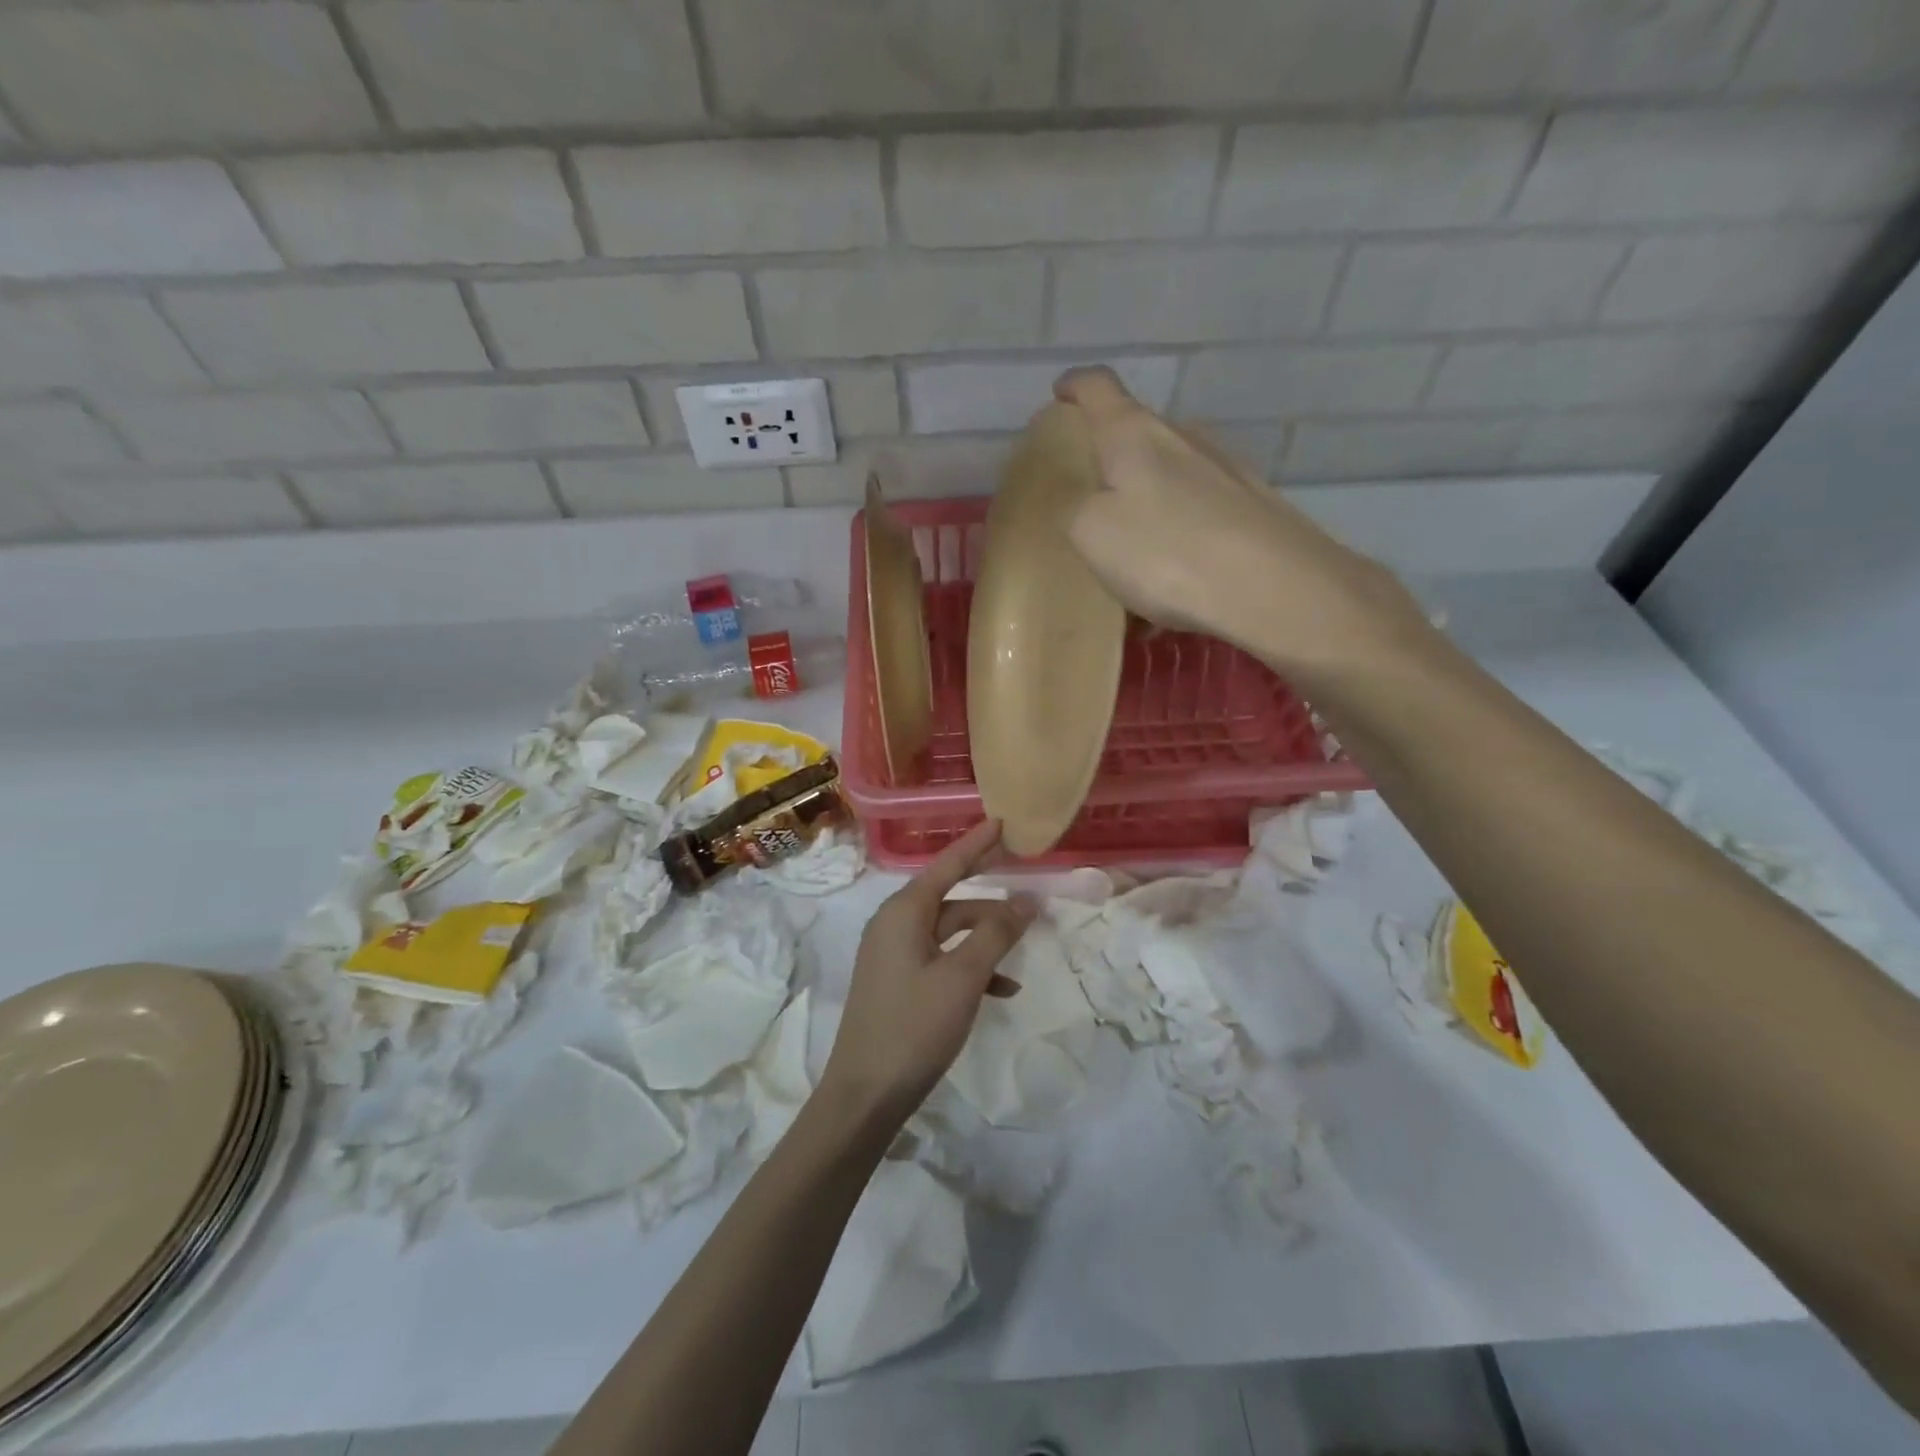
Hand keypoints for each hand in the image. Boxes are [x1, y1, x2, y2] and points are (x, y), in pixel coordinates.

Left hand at [819, 820, 1035, 1130]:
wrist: (866, 1094)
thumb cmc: (914, 1026)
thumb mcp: (963, 977)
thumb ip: (996, 933)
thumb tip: (1025, 900)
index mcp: (903, 912)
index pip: (947, 865)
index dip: (976, 843)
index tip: (1001, 821)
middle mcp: (894, 924)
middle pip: (950, 897)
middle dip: (989, 897)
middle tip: (1025, 883)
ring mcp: (893, 955)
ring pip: (949, 932)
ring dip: (985, 939)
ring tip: (1023, 948)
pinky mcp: (897, 982)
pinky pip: (940, 960)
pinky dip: (970, 967)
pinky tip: (1002, 989)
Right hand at [1053, 367, 1428, 683]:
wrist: (1275, 589)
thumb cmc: (1167, 551)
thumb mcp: (1092, 532)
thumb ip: (1072, 508)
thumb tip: (1079, 499)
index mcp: (1136, 434)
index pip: (1098, 388)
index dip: (1074, 387)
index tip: (1059, 395)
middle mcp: (1186, 439)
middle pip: (1139, 436)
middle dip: (1111, 460)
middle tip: (1087, 497)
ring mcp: (1227, 472)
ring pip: (1171, 482)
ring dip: (1146, 510)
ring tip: (1129, 558)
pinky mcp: (1254, 510)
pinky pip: (1199, 520)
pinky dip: (1177, 544)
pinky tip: (1170, 595)